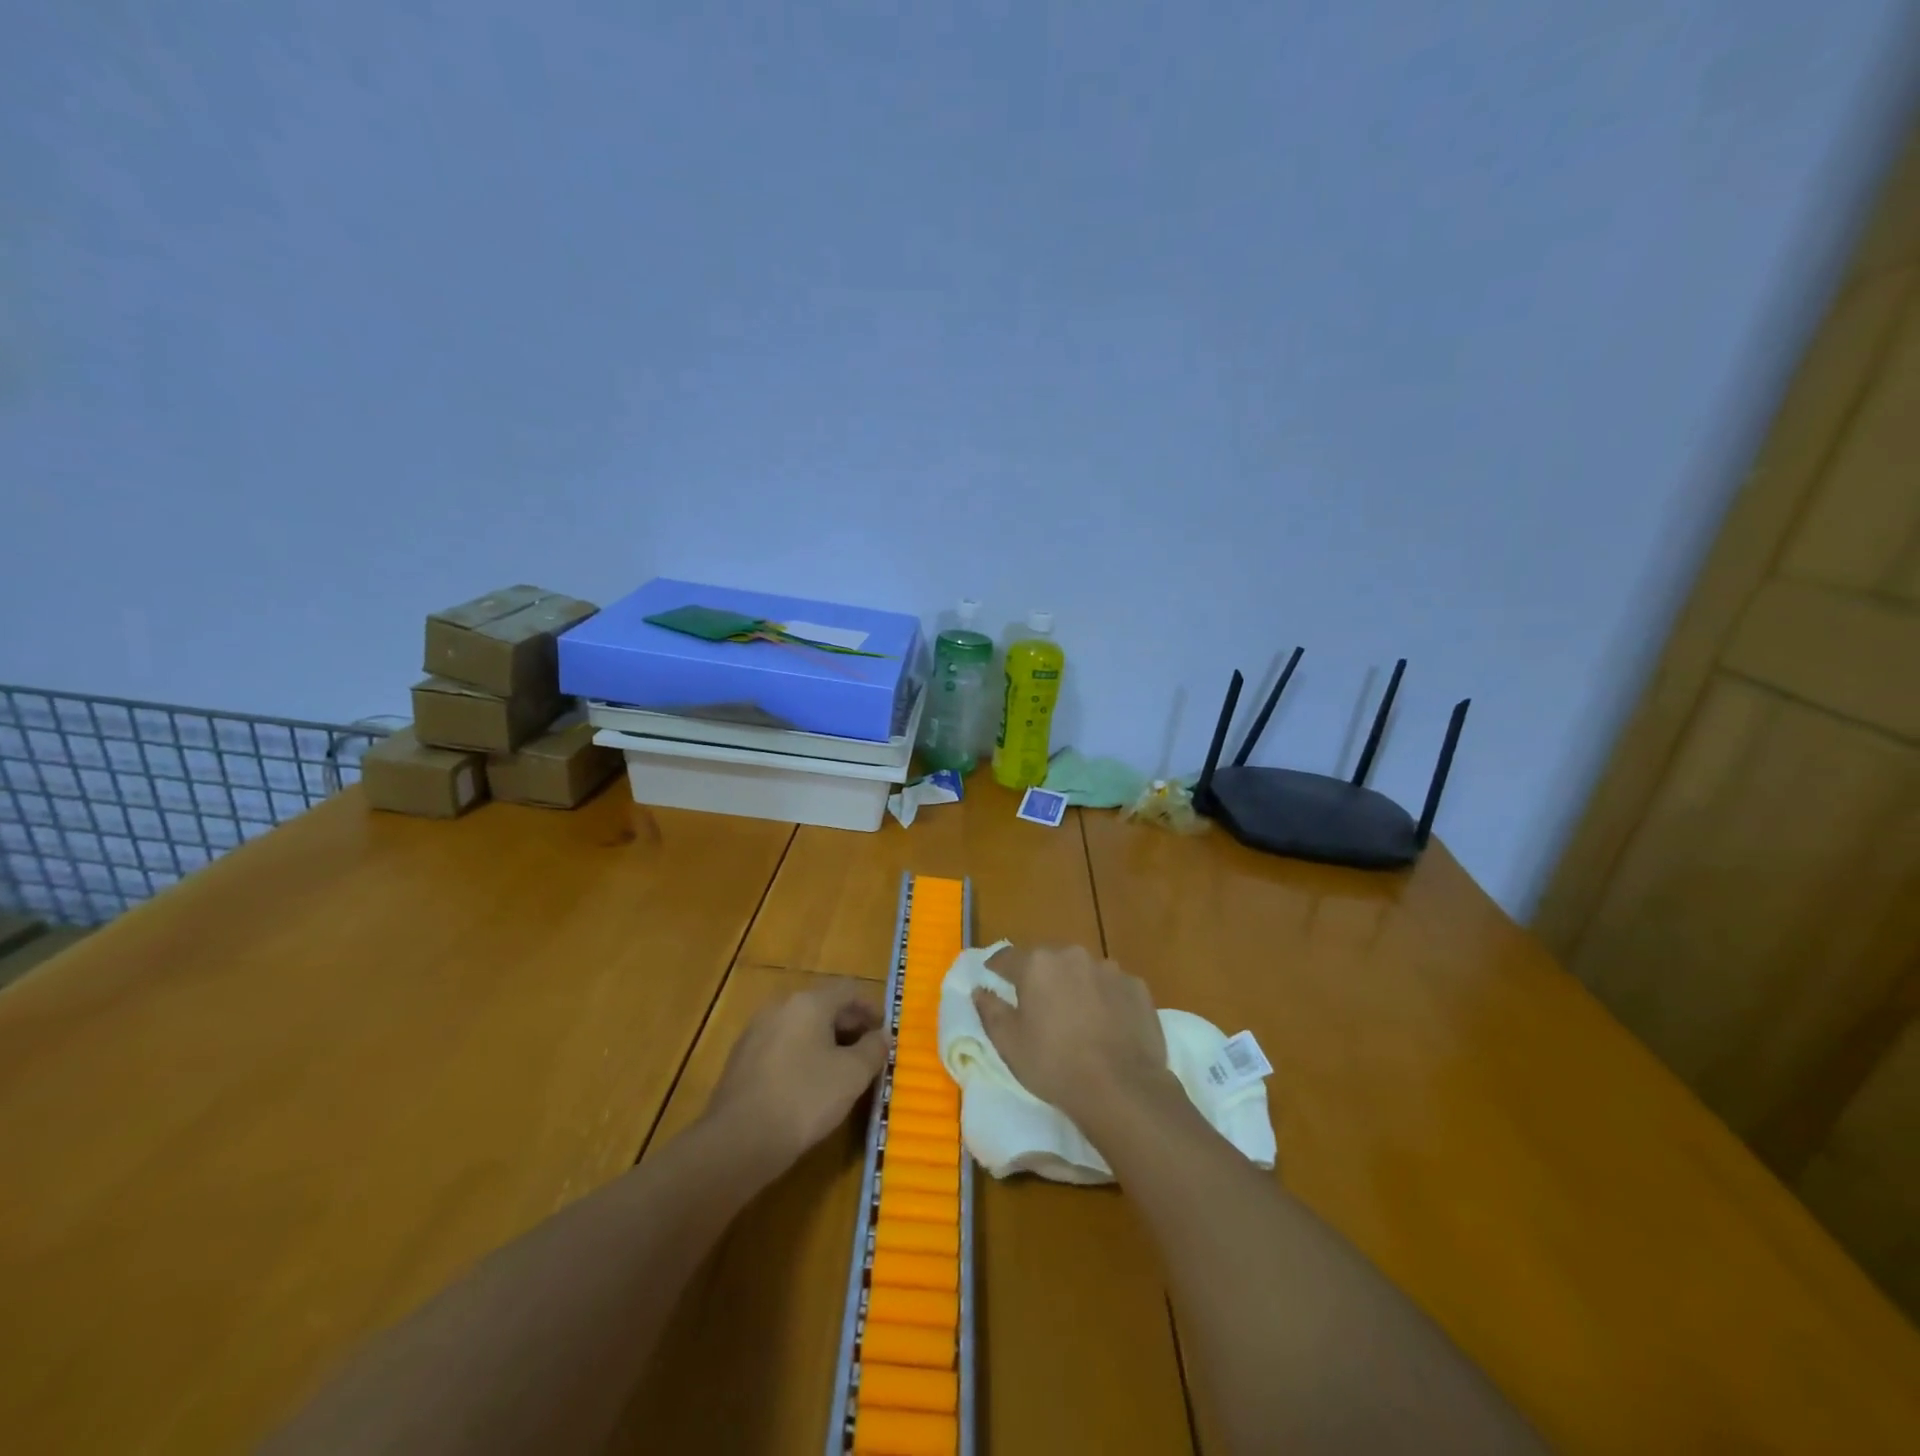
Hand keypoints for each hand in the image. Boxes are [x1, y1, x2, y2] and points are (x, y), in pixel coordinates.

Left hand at [703, 986, 889, 1174]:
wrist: (737, 1141)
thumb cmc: (804, 1099)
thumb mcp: (852, 1075)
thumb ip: (874, 1049)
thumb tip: (882, 1036)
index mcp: (809, 1002)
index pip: (848, 989)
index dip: (871, 1008)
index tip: (884, 1034)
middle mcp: (780, 1007)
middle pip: (823, 1006)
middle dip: (849, 1027)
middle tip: (867, 1055)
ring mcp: (756, 1032)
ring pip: (801, 1028)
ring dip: (825, 1043)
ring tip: (841, 1074)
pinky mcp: (741, 1059)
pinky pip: (782, 1047)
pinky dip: (801, 1057)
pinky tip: (808, 1087)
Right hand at [973, 945, 1171, 1130]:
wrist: (1121, 1087)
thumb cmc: (1054, 1064)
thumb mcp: (1009, 1043)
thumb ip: (990, 1010)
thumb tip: (980, 990)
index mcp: (1037, 964)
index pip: (1007, 957)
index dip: (997, 968)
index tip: (993, 979)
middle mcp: (1073, 955)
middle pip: (1048, 961)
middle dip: (1040, 978)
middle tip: (1038, 1007)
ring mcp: (1109, 969)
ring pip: (1082, 972)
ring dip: (1075, 986)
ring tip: (1076, 1019)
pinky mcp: (1137, 987)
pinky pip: (1112, 987)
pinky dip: (1105, 999)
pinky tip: (1107, 1026)